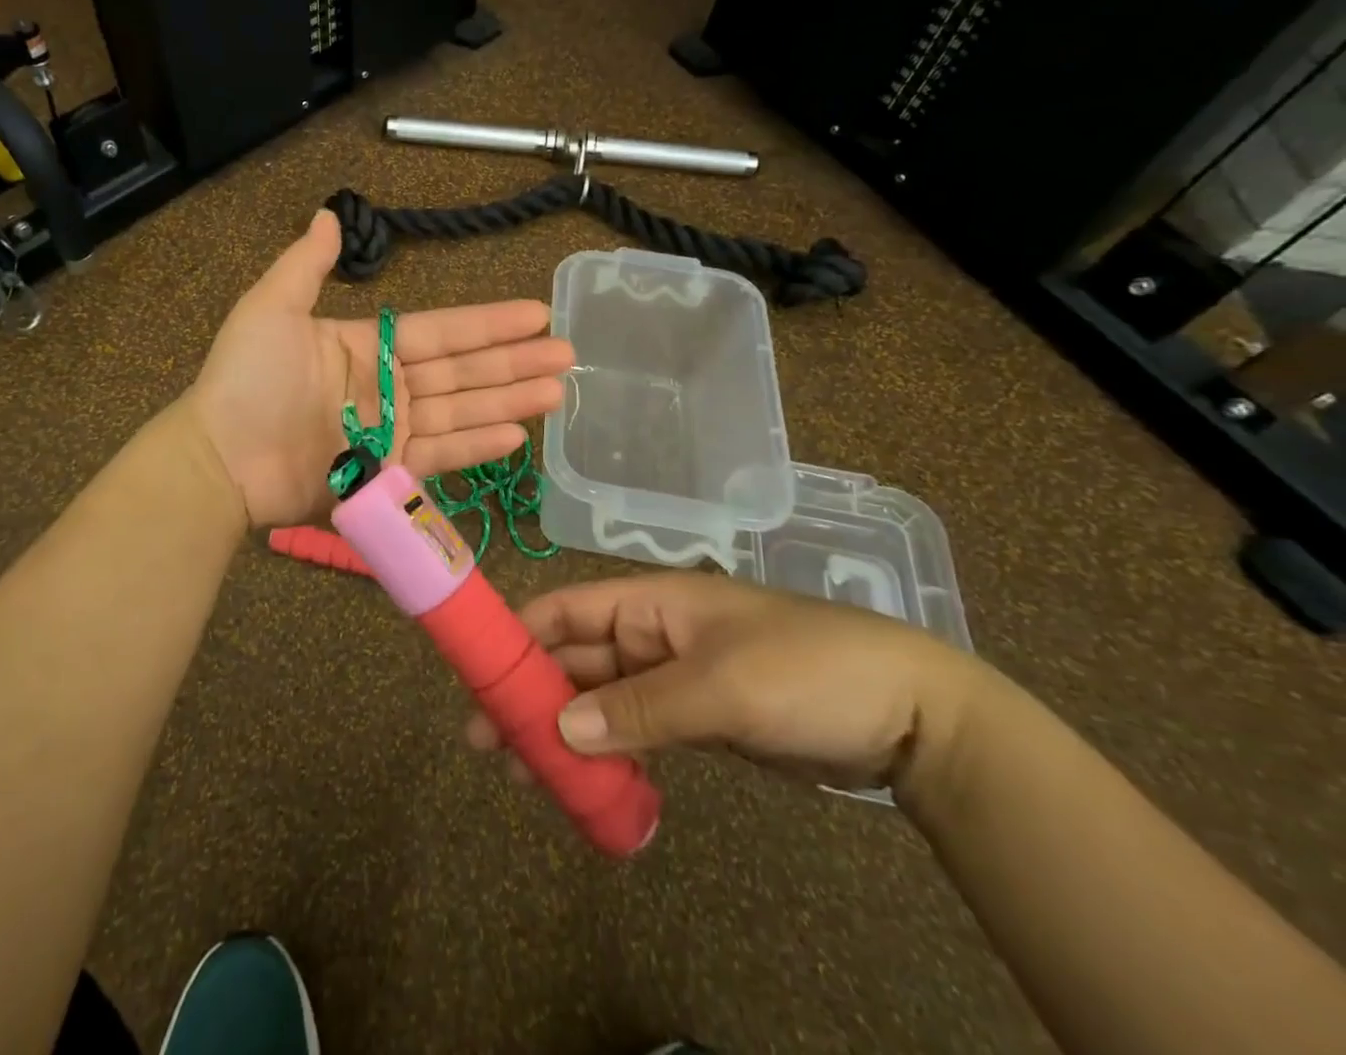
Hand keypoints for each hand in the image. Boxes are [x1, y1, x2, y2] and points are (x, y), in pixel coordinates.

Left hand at [186, 210, 574, 527]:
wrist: (219, 457)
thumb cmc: (246, 379)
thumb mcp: (272, 308)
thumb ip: (306, 264)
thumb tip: (328, 215)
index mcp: (368, 345)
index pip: (442, 330)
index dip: (489, 322)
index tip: (535, 312)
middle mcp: (387, 386)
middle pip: (463, 371)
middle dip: (515, 361)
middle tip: (568, 352)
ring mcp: (390, 430)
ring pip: (462, 411)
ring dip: (509, 401)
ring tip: (557, 391)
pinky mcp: (387, 470)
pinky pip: (441, 455)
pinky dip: (477, 446)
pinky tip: (516, 436)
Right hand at [466, 572, 986, 795]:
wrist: (910, 714)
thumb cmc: (806, 671)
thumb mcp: (721, 687)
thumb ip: (639, 708)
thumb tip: (560, 730)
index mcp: (650, 602)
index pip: (567, 609)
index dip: (520, 635)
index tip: (479, 675)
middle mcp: (651, 634)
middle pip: (575, 659)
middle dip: (532, 695)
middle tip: (486, 743)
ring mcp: (673, 678)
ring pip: (600, 700)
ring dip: (563, 731)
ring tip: (522, 775)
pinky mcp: (696, 720)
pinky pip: (635, 732)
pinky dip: (608, 755)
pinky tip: (585, 785)